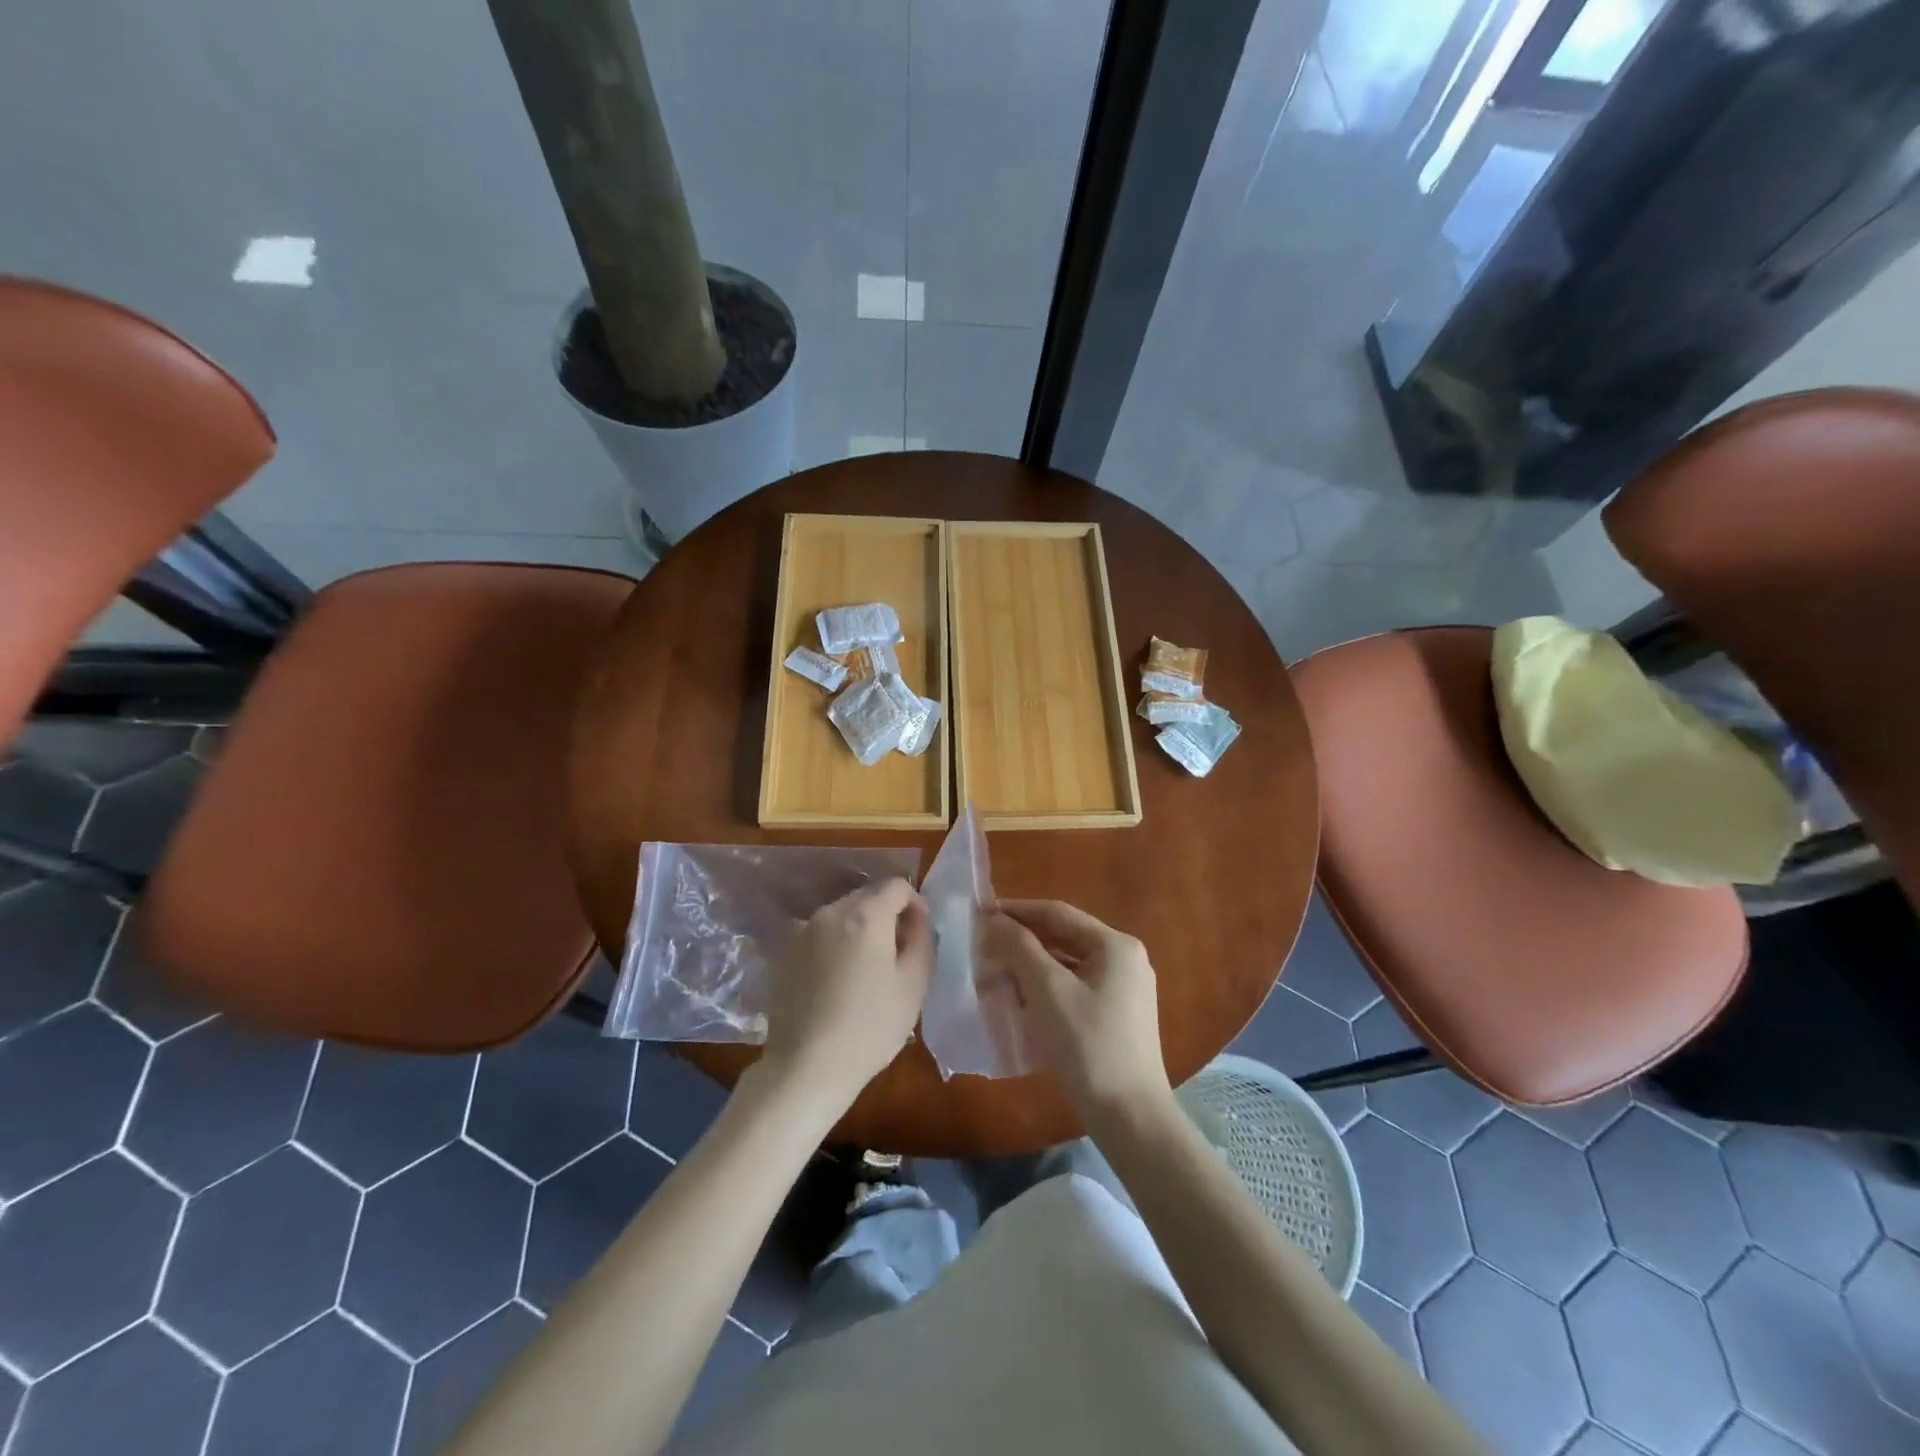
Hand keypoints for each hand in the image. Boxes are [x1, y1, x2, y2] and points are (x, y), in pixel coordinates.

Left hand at [759, 878, 931, 1113]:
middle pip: (867, 896)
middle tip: (897, 951)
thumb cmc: (870, 1027)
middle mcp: (830, 912)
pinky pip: (819, 934)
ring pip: (841, 914)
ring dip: (859, 928)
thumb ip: (921, 939)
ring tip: (866, 967)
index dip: (914, 902)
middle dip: (886, 914)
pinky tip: (837, 979)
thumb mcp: (914, 984)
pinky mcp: (783, 952)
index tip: (919, 931)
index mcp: (865, 915)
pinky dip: (834, 944)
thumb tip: (916, 918)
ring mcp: (802, 931)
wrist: (806, 1067)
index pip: (896, 885)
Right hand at [986, 899, 1170, 1122]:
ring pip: (1068, 963)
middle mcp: (1125, 958)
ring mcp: (1124, 988)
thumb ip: (1020, 948)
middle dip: (1022, 940)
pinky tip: (1020, 999)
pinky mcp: (1118, 1014)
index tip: (980, 912)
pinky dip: (1046, 987)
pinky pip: (1075, 986)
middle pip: (1064, 937)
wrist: (1130, 1118)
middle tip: (983, 945)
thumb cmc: (1088, 1046)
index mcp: (1116, 945)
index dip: (1017, 910)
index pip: (1057, 913)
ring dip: (1031, 965)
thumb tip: (993, 919)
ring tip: (995, 971)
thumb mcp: (1048, 991)